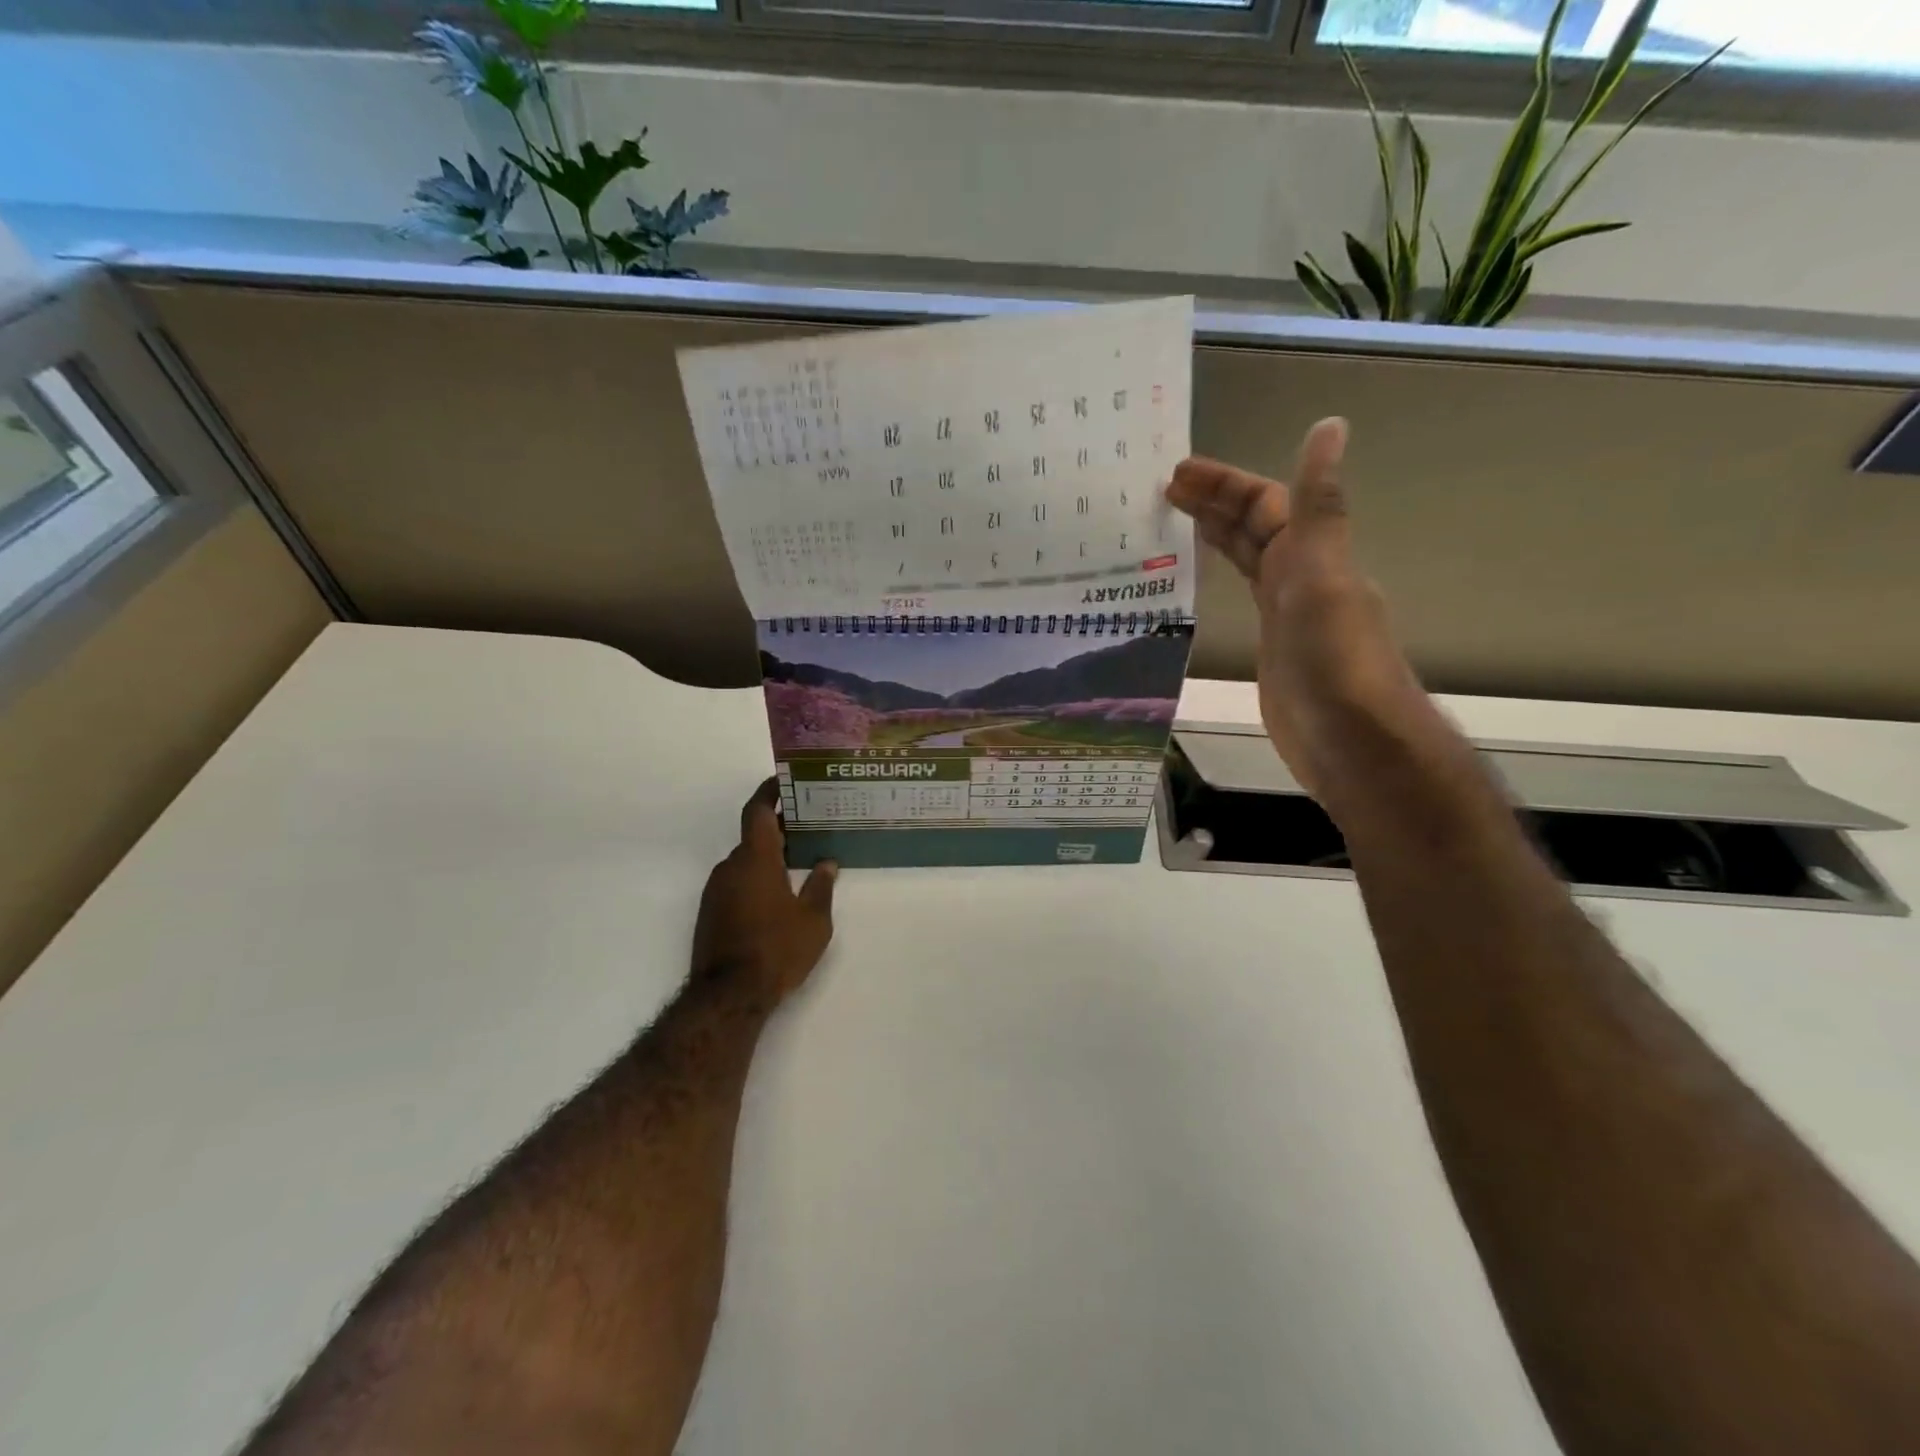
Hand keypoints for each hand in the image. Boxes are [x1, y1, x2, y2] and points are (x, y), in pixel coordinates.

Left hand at [692, 779, 836, 1003]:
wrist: (729, 996)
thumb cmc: (777, 949)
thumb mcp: (814, 920)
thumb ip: (821, 886)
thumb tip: (827, 863)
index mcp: (756, 860)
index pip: (758, 812)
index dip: (769, 792)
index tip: (783, 781)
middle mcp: (731, 868)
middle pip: (753, 837)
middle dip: (778, 830)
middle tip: (807, 827)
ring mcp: (716, 891)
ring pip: (745, 863)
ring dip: (767, 858)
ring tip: (797, 863)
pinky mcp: (710, 913)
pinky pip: (736, 883)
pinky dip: (755, 879)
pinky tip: (776, 896)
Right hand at [1166, 419, 1428, 801]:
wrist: (1350, 741)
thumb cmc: (1334, 659)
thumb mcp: (1322, 576)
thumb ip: (1318, 506)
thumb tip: (1331, 425)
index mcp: (1310, 554)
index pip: (1265, 503)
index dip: (1224, 484)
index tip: (1176, 474)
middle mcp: (1300, 576)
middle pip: (1254, 528)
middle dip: (1213, 504)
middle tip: (1162, 491)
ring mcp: (1285, 614)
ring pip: (1247, 561)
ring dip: (1214, 537)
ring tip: (1169, 525)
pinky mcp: (1271, 649)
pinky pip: (1240, 599)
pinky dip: (1217, 581)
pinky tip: (1196, 583)